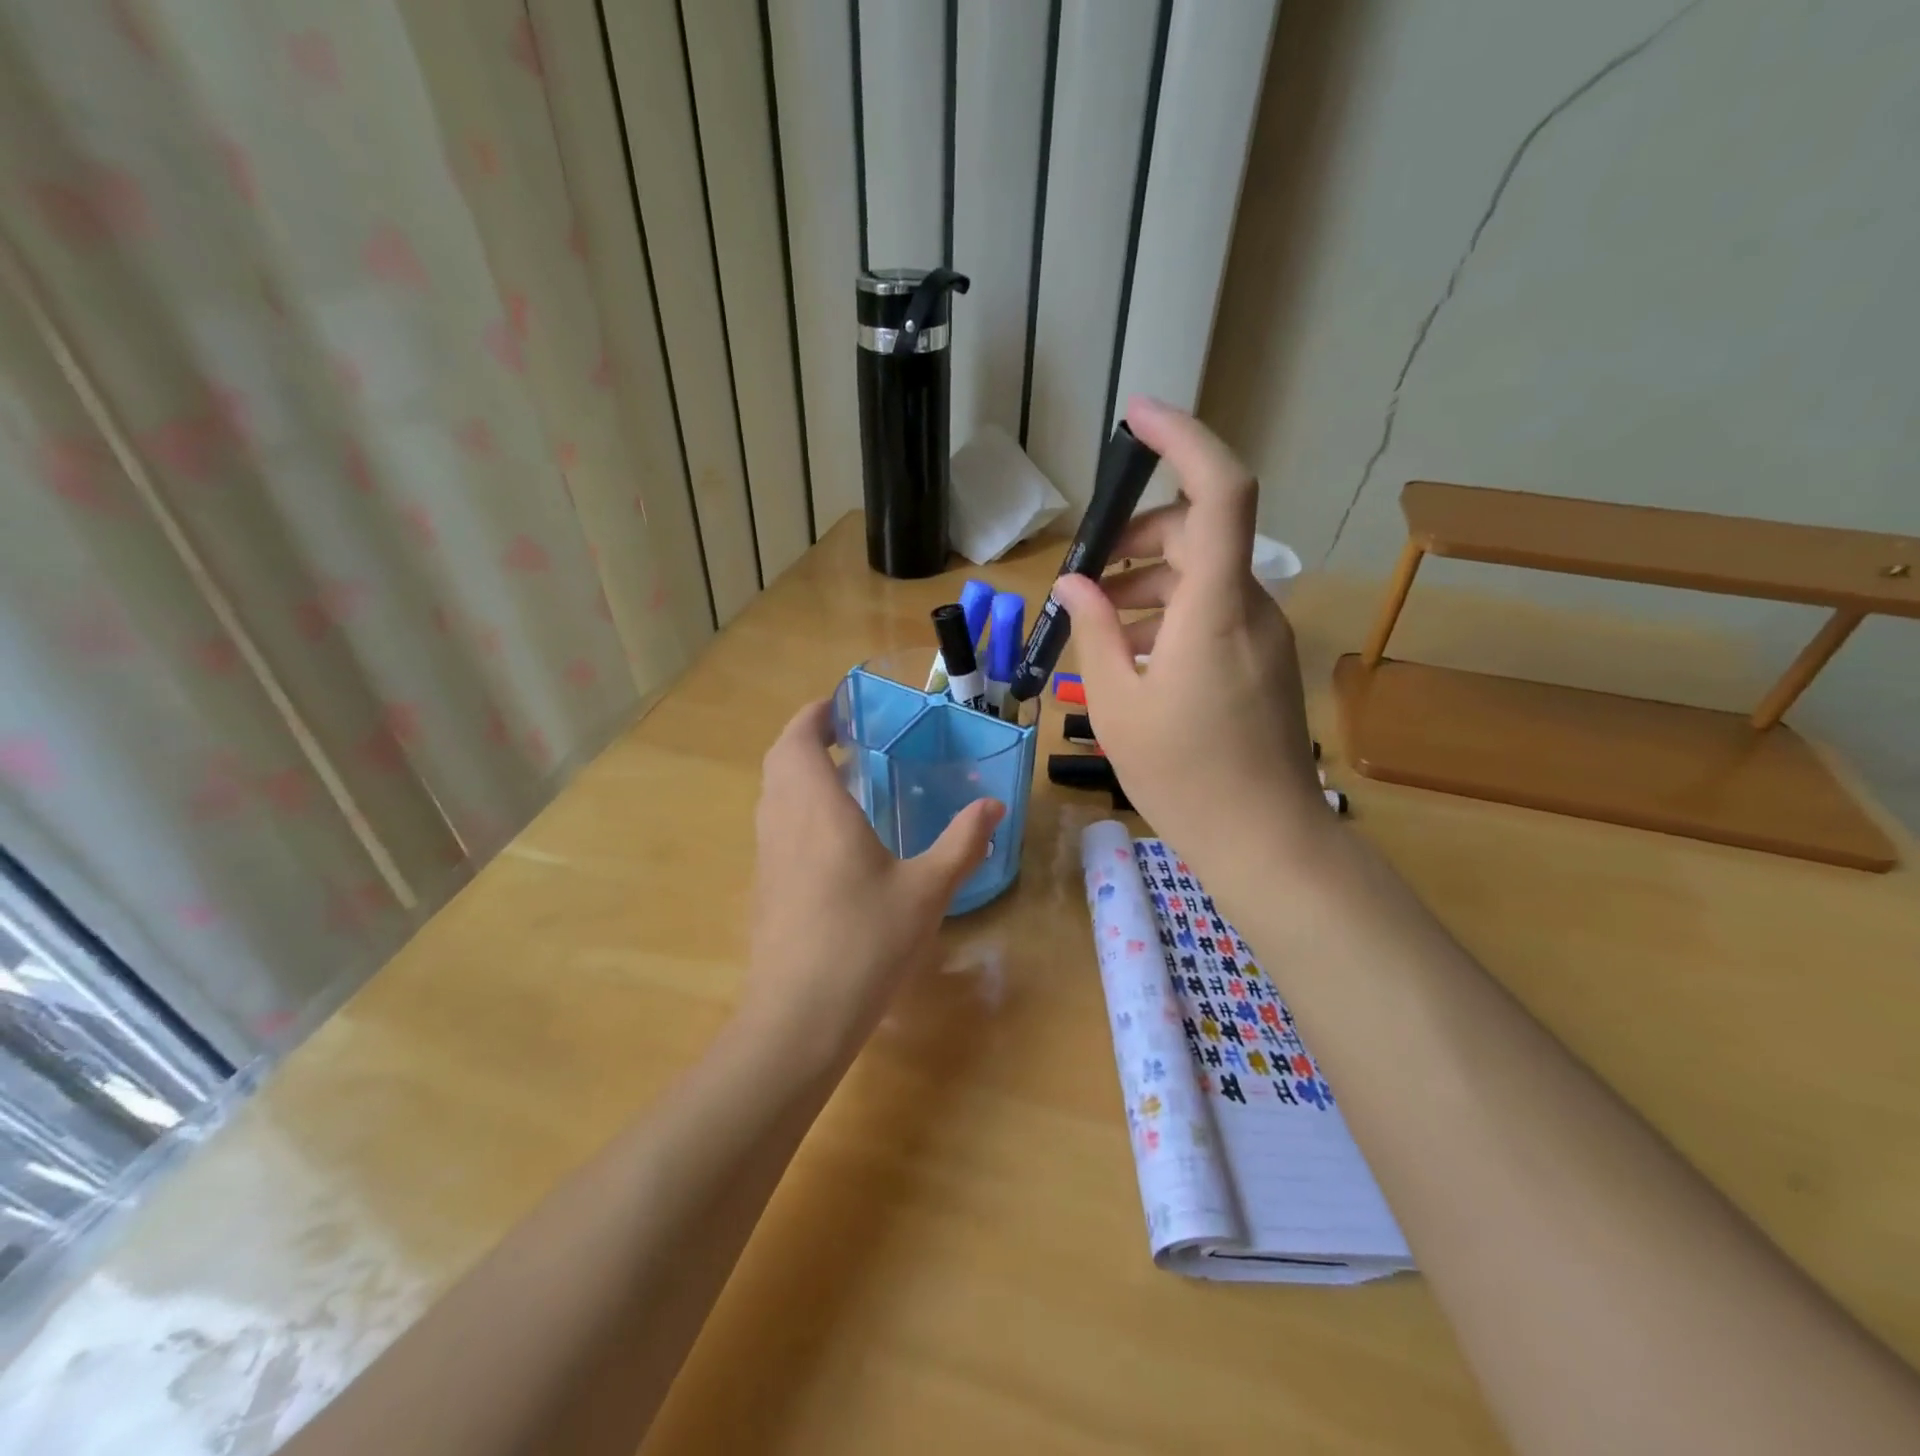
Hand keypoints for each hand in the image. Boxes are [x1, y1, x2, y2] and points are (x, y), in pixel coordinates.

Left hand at [741, 700, 1003, 1069]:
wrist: (798, 1018)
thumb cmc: (865, 943)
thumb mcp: (927, 891)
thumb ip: (962, 843)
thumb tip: (993, 806)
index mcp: (817, 809)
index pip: (799, 740)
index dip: (814, 714)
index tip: (840, 704)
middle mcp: (782, 822)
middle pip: (780, 761)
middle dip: (807, 738)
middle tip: (847, 736)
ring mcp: (767, 856)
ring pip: (772, 794)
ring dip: (798, 772)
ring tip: (843, 777)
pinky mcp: (764, 887)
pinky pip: (774, 825)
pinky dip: (795, 807)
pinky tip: (832, 837)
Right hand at [1051, 397, 1324, 874]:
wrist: (1263, 838)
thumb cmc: (1183, 775)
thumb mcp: (1117, 703)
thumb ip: (1094, 632)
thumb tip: (1075, 584)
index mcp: (1215, 609)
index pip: (1219, 491)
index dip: (1183, 440)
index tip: (1137, 418)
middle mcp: (1250, 606)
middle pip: (1201, 531)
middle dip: (1140, 534)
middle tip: (1088, 571)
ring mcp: (1264, 633)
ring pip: (1206, 573)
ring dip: (1150, 580)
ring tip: (1101, 621)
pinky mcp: (1264, 659)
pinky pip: (1216, 610)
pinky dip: (1172, 612)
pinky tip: (1136, 654)